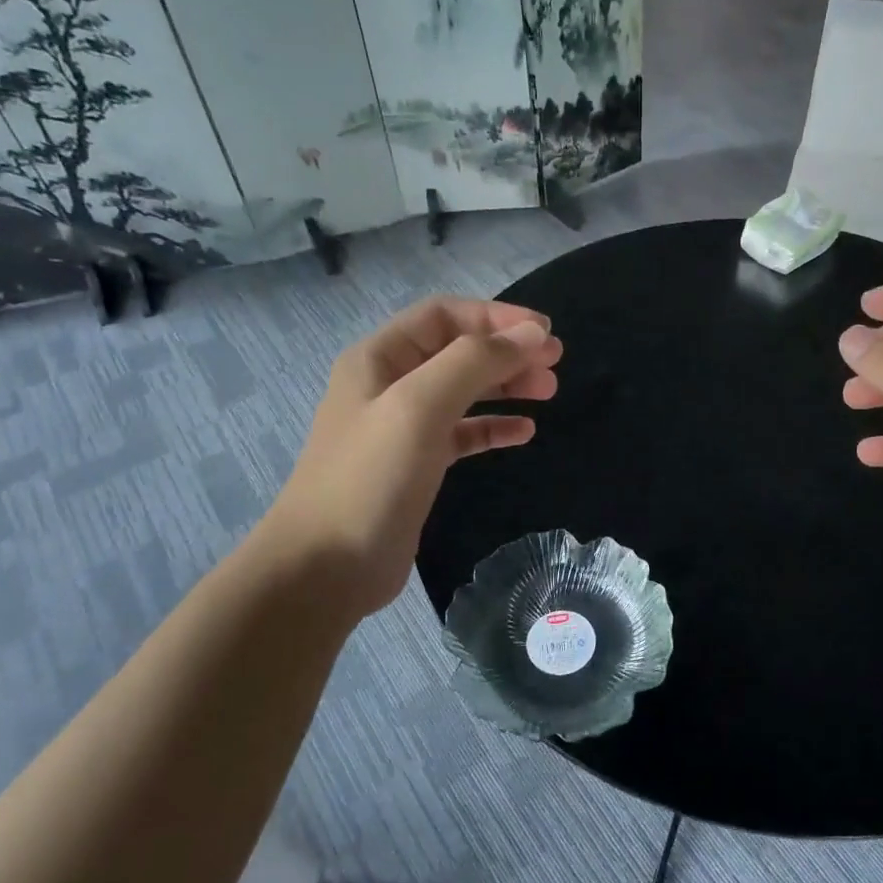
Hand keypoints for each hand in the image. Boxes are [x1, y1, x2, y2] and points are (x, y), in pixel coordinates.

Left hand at [266, 296, 561, 616]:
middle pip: (458, 352)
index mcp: (380, 358)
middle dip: (507, 352)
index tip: (545, 333)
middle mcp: (389, 385)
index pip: (444, 315)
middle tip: (555, 366)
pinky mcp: (417, 466)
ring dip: (505, 386)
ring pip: (464, 392)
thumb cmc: (371, 477)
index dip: (496, 317)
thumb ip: (476, 362)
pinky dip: (493, 428)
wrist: (327, 566)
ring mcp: (402, 428)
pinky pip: (462, 435)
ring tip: (548, 392)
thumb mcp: (421, 406)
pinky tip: (524, 433)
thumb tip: (533, 333)